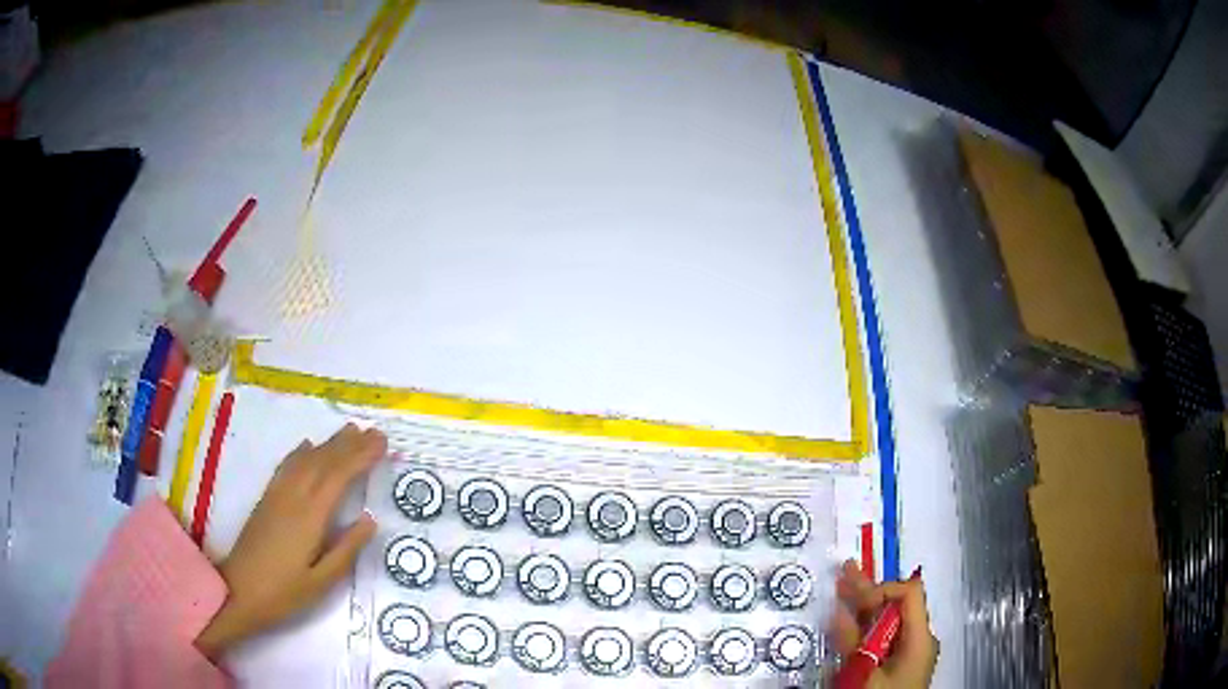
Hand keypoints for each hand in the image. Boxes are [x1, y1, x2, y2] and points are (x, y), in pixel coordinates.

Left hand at [195, 423, 386, 659]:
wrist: (238, 592)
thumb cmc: (284, 593)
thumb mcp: (322, 581)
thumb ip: (346, 549)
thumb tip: (369, 519)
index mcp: (310, 517)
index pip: (338, 477)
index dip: (361, 457)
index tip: (381, 443)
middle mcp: (293, 497)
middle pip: (323, 462)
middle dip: (349, 445)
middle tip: (374, 432)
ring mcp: (277, 496)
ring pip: (305, 460)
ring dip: (328, 443)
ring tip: (350, 431)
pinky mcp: (266, 500)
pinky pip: (286, 466)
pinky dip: (300, 452)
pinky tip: (308, 446)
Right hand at [830, 560, 938, 688]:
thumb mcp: (862, 674)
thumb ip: (852, 642)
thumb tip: (840, 610)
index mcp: (920, 638)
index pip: (909, 594)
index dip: (882, 589)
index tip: (853, 598)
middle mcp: (919, 639)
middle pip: (897, 605)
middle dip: (869, 590)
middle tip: (845, 572)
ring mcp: (910, 652)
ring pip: (888, 622)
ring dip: (864, 607)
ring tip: (844, 587)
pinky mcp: (899, 665)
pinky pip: (884, 639)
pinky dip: (865, 628)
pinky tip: (849, 621)